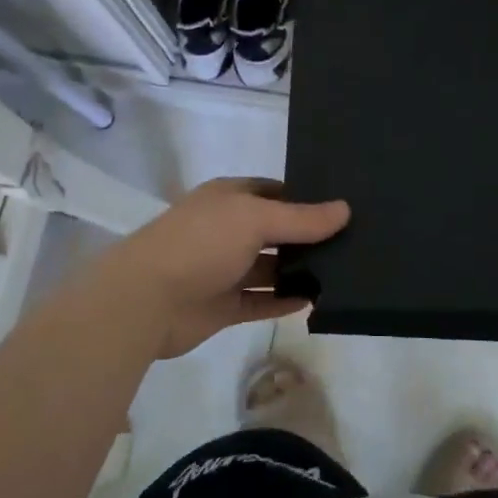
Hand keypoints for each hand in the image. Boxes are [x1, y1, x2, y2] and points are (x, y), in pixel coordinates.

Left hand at [90, 178, 348, 359]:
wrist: (145, 300)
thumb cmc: (200, 243)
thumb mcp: (255, 219)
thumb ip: (301, 218)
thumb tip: (345, 209)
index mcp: (229, 198)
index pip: (273, 191)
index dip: (304, 196)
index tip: (340, 206)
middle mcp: (226, 230)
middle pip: (274, 230)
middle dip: (306, 236)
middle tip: (353, 241)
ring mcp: (223, 269)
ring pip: (268, 268)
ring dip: (298, 271)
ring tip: (342, 273)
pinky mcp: (222, 306)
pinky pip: (260, 302)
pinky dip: (284, 301)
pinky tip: (314, 301)